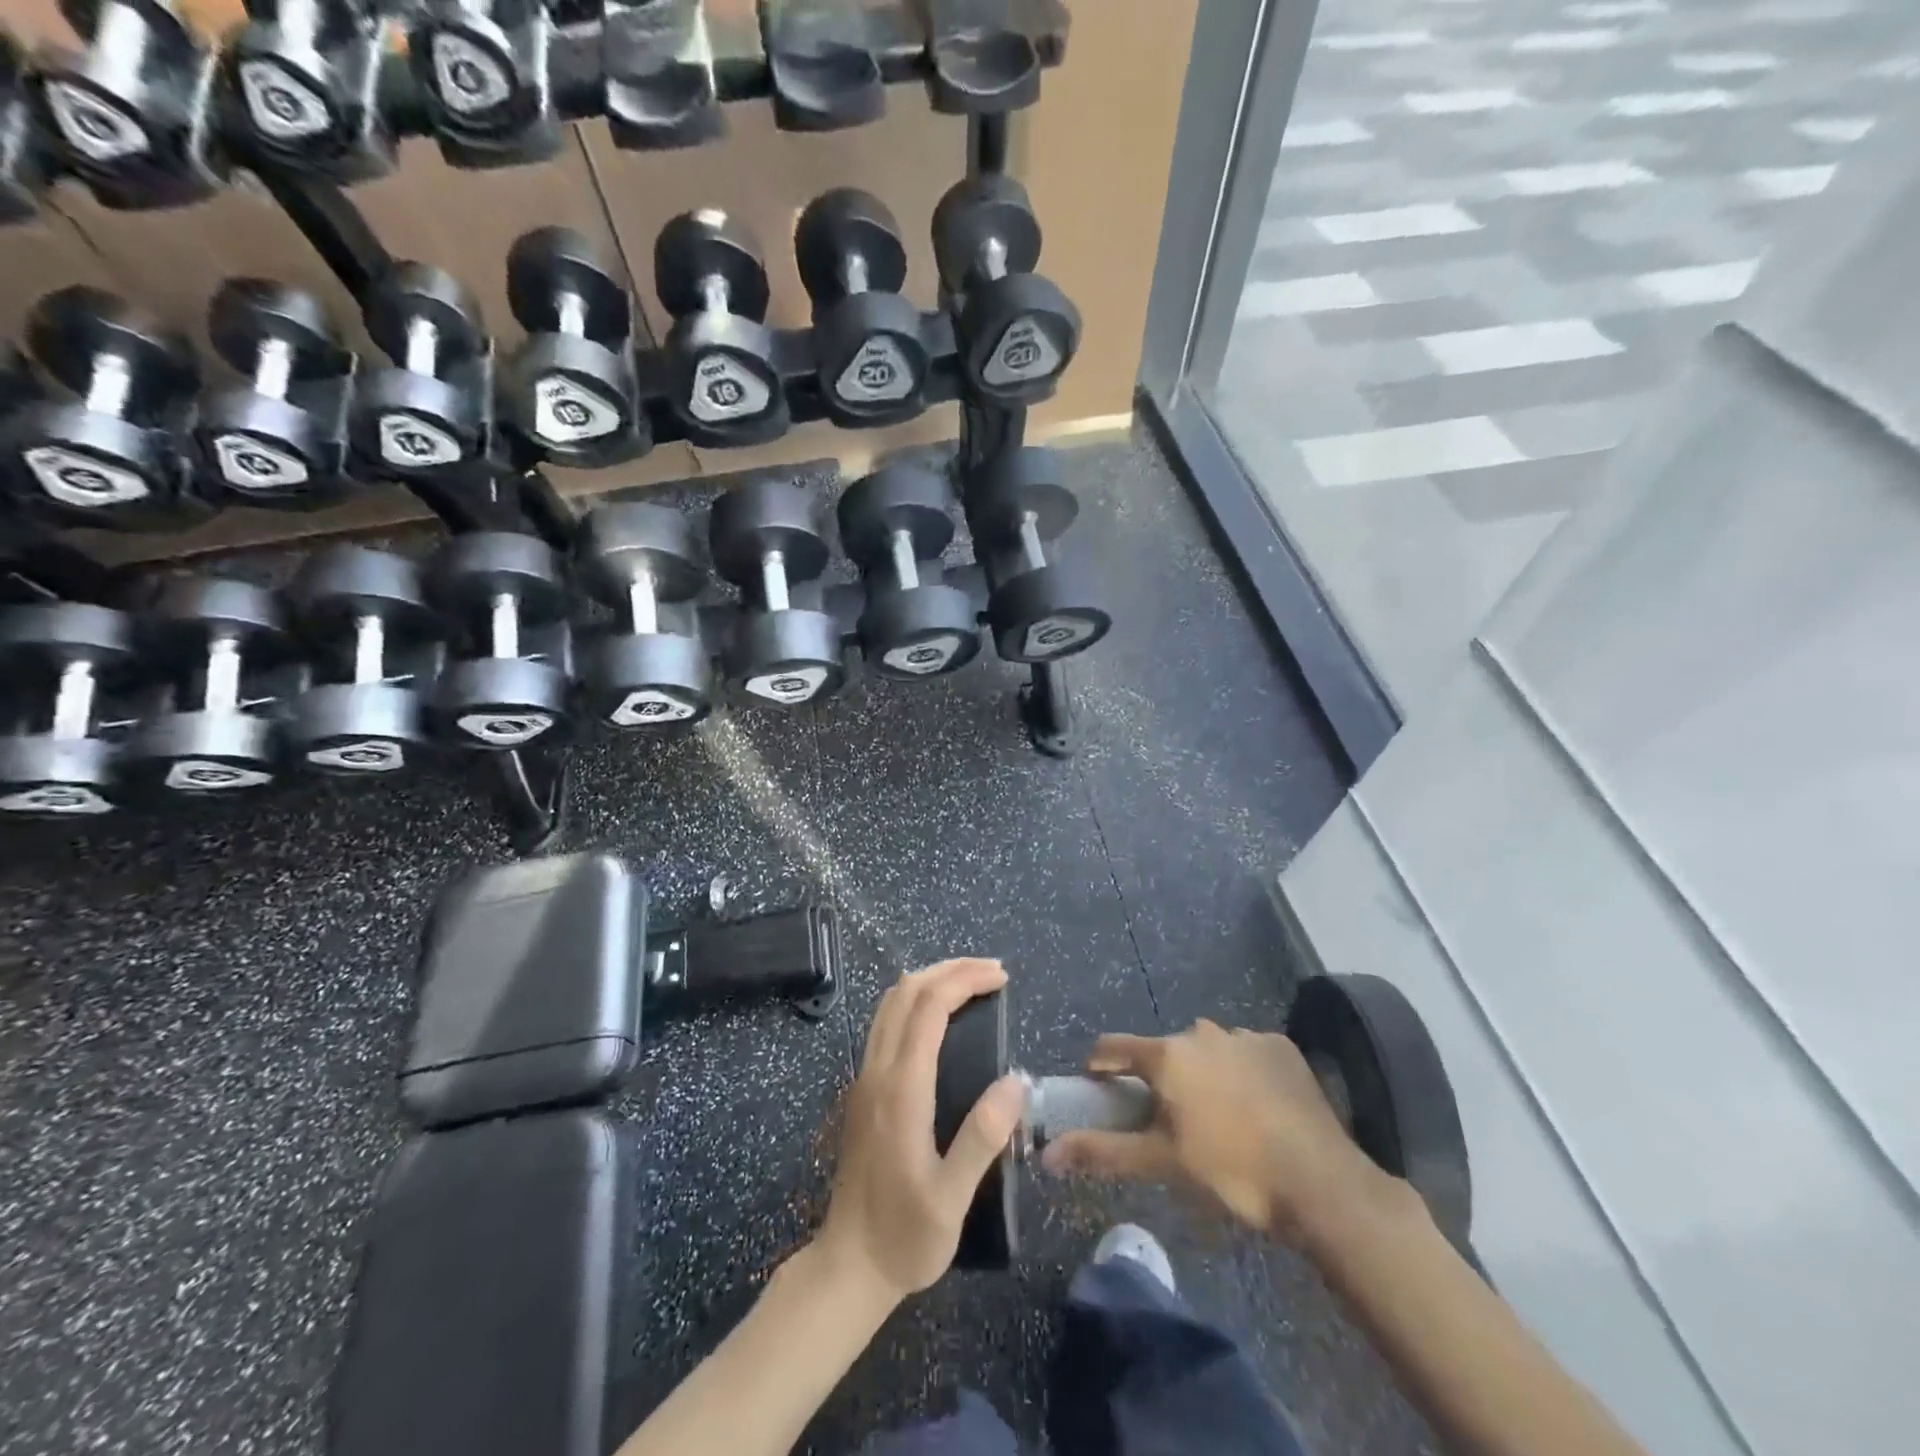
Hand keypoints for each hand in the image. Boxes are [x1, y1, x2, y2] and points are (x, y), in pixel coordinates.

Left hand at [814, 958, 1026, 1303]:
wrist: (847, 1267)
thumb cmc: (904, 1237)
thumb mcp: (952, 1198)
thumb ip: (983, 1137)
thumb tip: (1016, 1080)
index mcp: (901, 1089)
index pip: (929, 1007)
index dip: (964, 980)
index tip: (1001, 977)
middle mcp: (878, 1071)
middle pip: (906, 992)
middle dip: (949, 969)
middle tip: (991, 972)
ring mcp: (865, 1078)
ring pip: (890, 1003)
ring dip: (929, 980)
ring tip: (969, 983)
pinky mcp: (862, 1089)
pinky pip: (885, 1023)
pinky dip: (914, 1001)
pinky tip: (938, 1016)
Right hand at [1041, 1020, 1387, 1245]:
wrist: (1320, 1182)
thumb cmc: (1231, 1170)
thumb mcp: (1161, 1164)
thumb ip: (1102, 1151)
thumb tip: (1047, 1153)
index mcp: (1168, 1055)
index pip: (1114, 1047)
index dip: (1101, 1068)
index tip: (1101, 1091)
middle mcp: (1201, 1032)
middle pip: (1164, 1051)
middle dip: (1160, 1079)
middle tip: (1170, 1122)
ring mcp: (1244, 1035)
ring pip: (1207, 1050)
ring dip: (1202, 1074)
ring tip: (1220, 1120)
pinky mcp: (1279, 1046)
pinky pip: (1245, 1053)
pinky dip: (1241, 1073)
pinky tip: (1258, 1110)